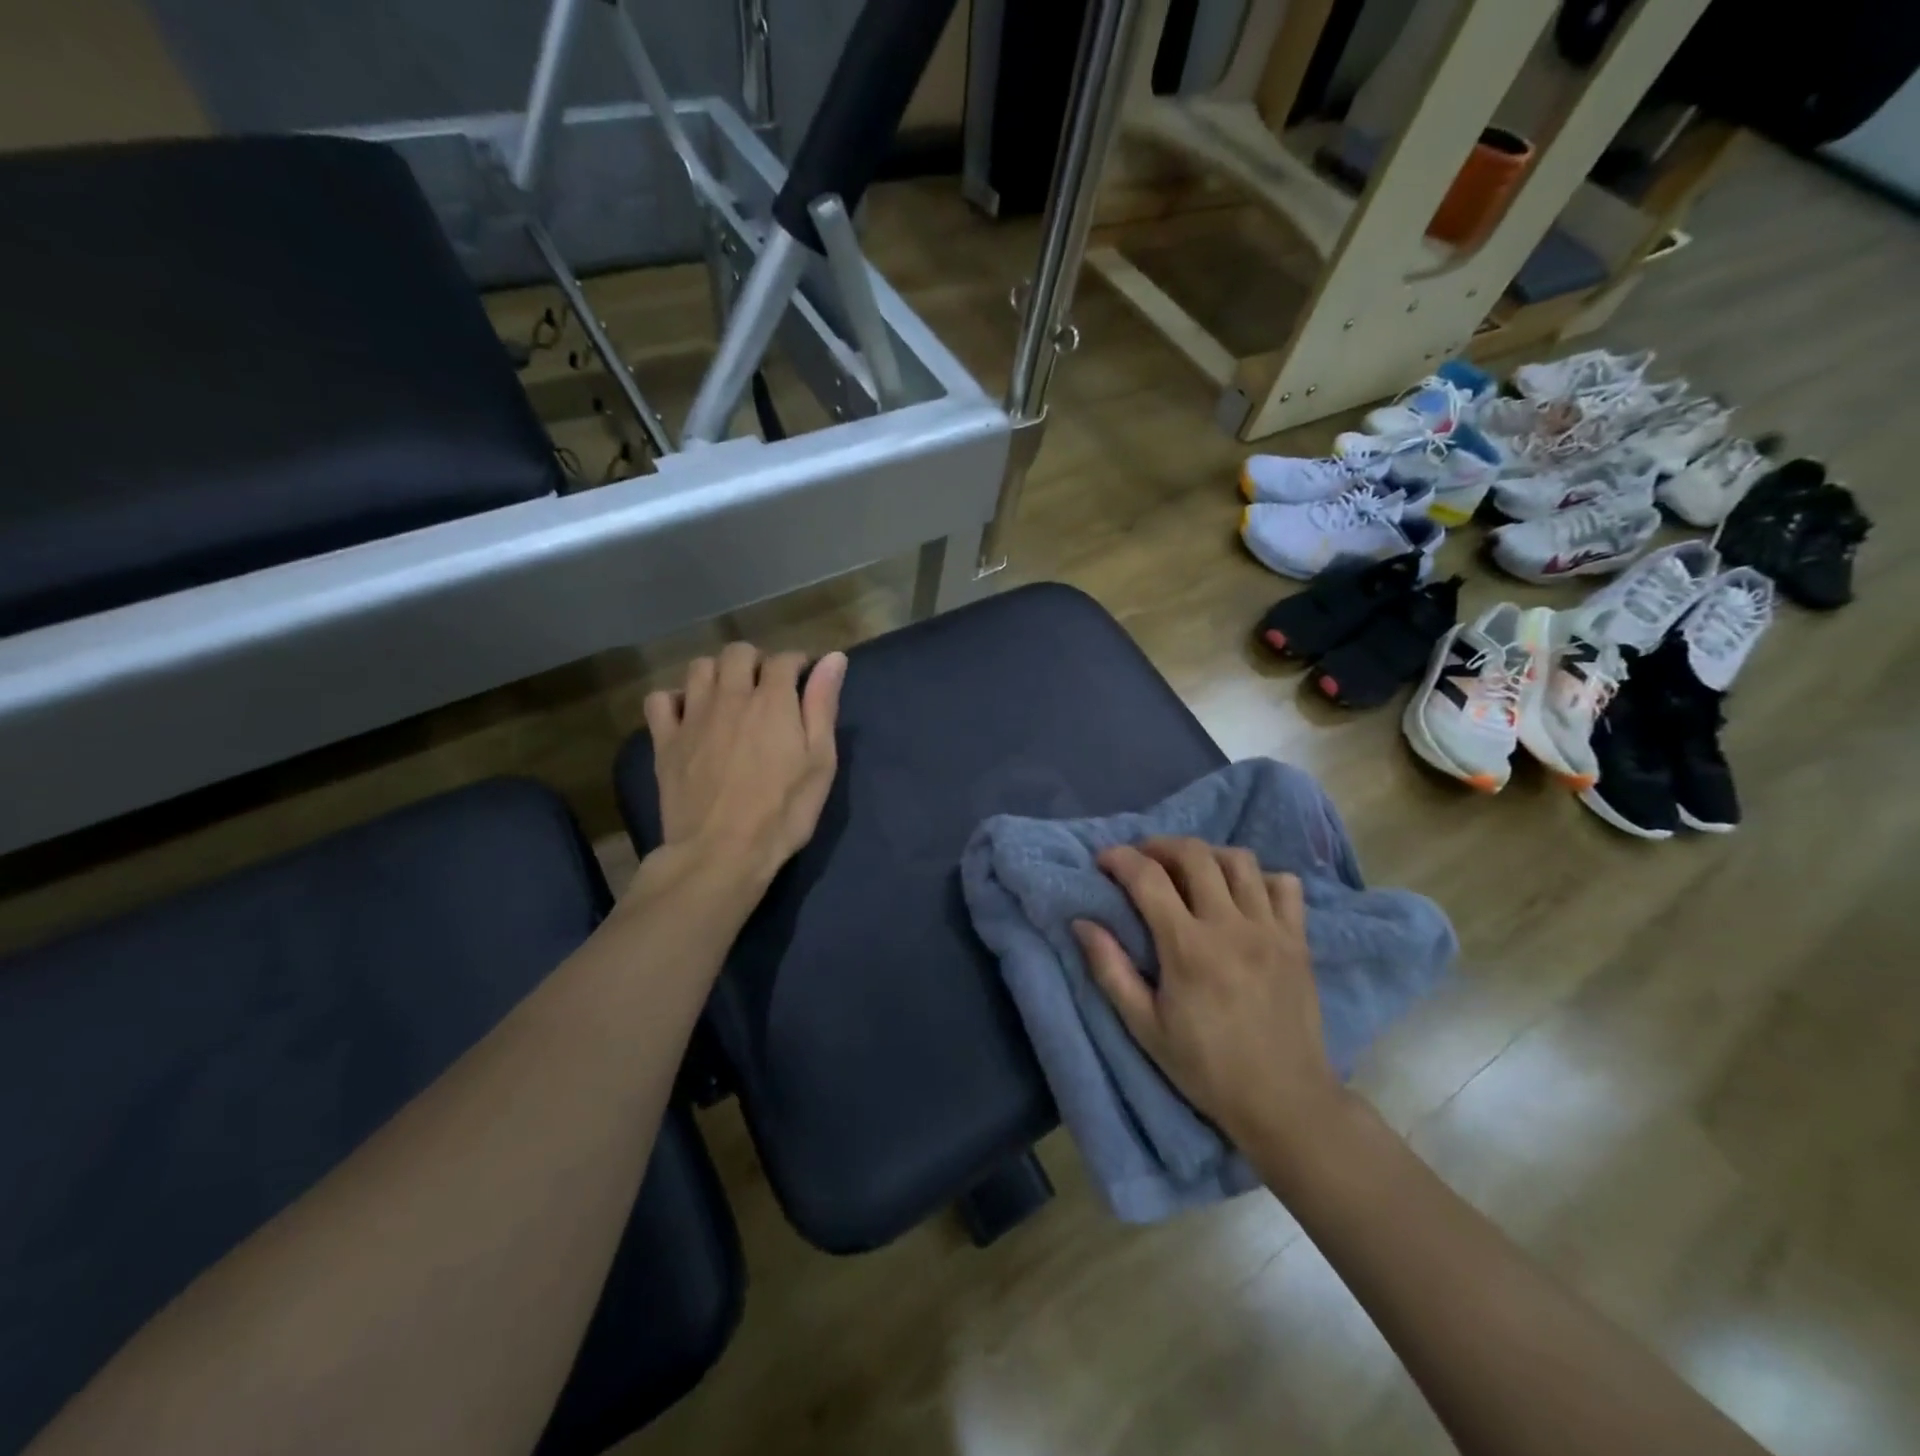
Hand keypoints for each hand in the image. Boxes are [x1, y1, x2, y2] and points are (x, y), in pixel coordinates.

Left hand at [642, 643, 846, 895]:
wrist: (721, 852)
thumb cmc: (782, 811)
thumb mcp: (819, 762)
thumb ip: (823, 706)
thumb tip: (834, 658)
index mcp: (772, 700)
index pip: (784, 659)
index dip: (797, 664)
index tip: (804, 679)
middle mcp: (730, 696)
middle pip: (738, 652)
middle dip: (756, 661)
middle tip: (767, 688)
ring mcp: (692, 716)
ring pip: (699, 667)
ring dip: (718, 673)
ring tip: (729, 697)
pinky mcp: (665, 740)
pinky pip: (660, 700)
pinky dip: (675, 700)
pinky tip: (689, 717)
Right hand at [1074, 838, 1343, 1153]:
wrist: (1285, 1103)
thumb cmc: (1206, 1068)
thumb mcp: (1145, 1028)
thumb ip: (1110, 970)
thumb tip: (1082, 923)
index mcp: (1188, 948)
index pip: (1148, 878)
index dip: (1120, 859)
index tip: (1103, 860)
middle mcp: (1231, 927)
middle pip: (1195, 854)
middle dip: (1160, 845)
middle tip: (1142, 859)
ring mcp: (1271, 930)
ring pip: (1240, 861)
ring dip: (1207, 855)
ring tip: (1189, 871)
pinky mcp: (1299, 941)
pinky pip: (1285, 885)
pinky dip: (1260, 878)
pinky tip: (1242, 895)